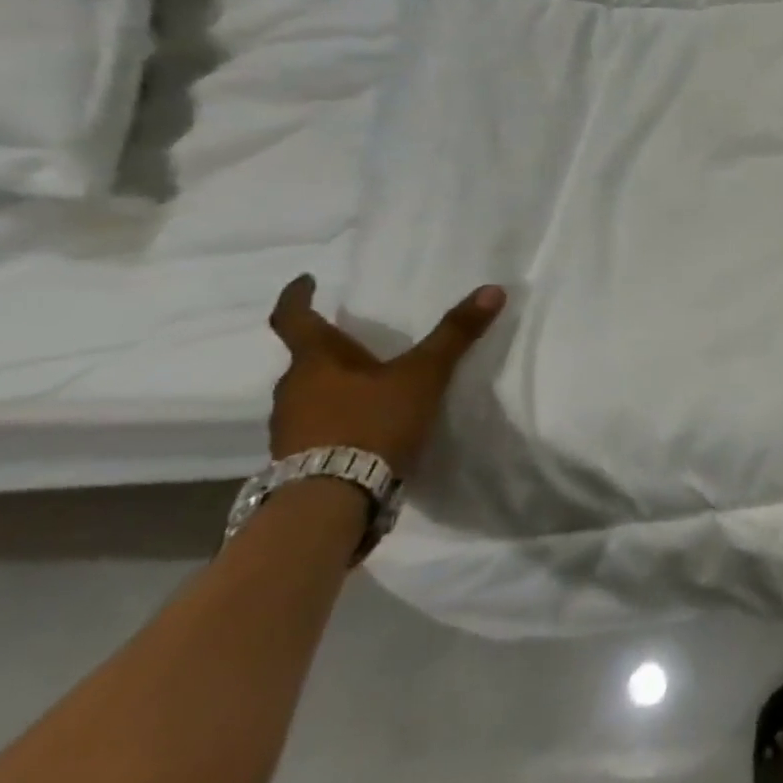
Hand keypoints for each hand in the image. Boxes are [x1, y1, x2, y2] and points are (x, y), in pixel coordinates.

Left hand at [267, 274, 506, 476]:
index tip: (306, 282)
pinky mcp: (298, 458)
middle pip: (307, 358)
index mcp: (315, 362)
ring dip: (336, 385)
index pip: (294, 319)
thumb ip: (455, 334)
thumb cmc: (372, 423)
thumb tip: (492, 289)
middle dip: (332, 348)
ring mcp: (290, 427)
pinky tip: (367, 425)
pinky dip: (338, 417)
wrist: (331, 500)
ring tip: (371, 384)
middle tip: (361, 340)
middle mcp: (293, 389)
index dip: (298, 297)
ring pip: (312, 393)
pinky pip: (317, 425)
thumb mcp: (424, 375)